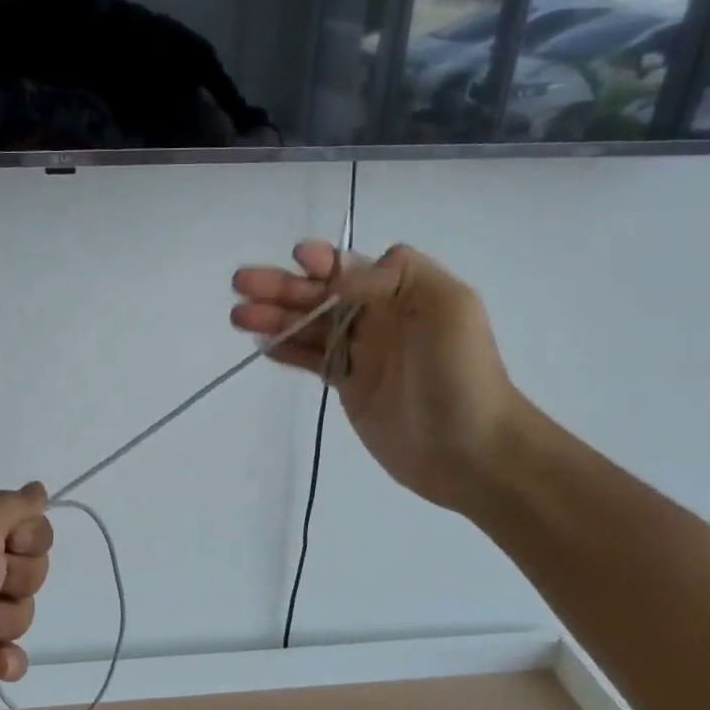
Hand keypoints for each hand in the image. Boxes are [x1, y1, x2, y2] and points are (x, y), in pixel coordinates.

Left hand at [0, 485, 52, 709]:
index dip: (30, 540)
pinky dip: (6, 659)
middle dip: (19, 583)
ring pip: (21, 612)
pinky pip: (9, 652)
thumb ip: (13, 505)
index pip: (28, 526)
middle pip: (30, 570)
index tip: (11, 546)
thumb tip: (38, 489)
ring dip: (5, 622)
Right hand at [231, 241, 523, 512]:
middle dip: (282, 287)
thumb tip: (346, 269)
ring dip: (274, 318)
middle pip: (321, 295)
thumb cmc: (461, 375)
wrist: (471, 450)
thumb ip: (397, 277)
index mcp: (405, 293)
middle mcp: (380, 317)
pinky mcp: (349, 386)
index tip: (297, 259)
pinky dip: (286, 350)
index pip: (353, 267)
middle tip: (240, 284)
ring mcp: (362, 353)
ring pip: (309, 326)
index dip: (323, 261)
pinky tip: (261, 344)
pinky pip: (311, 359)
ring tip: (237, 316)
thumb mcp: (447, 309)